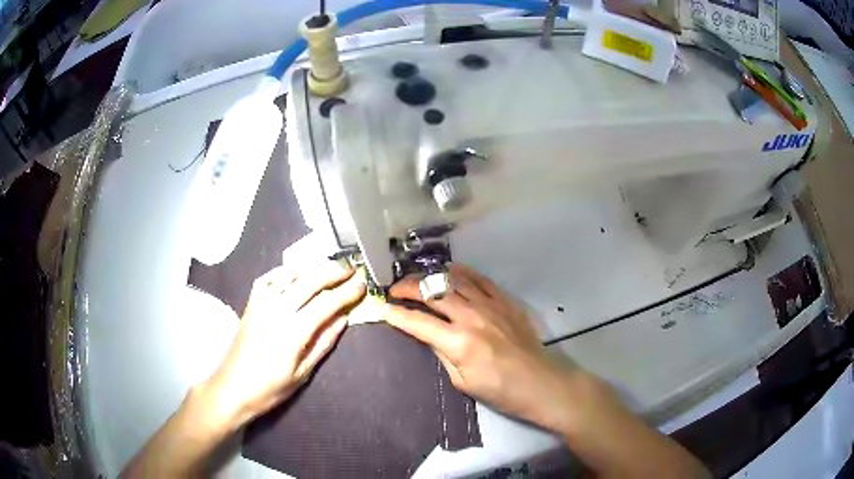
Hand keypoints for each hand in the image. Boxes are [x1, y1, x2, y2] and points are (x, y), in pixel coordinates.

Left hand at [200, 250, 365, 431]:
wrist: (231, 387)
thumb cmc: (270, 388)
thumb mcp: (302, 373)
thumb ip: (323, 343)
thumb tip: (344, 319)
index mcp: (292, 332)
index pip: (326, 304)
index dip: (346, 292)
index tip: (362, 284)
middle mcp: (276, 310)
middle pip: (309, 282)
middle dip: (333, 272)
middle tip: (351, 269)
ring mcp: (261, 303)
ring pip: (289, 274)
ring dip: (312, 267)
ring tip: (329, 266)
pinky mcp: (250, 303)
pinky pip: (269, 277)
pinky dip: (285, 270)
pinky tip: (296, 271)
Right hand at [382, 263, 591, 431]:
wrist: (540, 382)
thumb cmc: (500, 390)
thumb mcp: (462, 382)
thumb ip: (442, 354)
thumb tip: (427, 335)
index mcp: (458, 343)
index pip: (418, 322)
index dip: (396, 315)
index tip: (382, 309)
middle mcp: (471, 317)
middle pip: (432, 293)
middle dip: (407, 288)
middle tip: (394, 289)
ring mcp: (490, 305)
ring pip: (454, 279)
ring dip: (431, 276)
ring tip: (418, 279)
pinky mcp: (505, 301)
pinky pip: (480, 279)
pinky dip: (462, 272)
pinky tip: (450, 270)